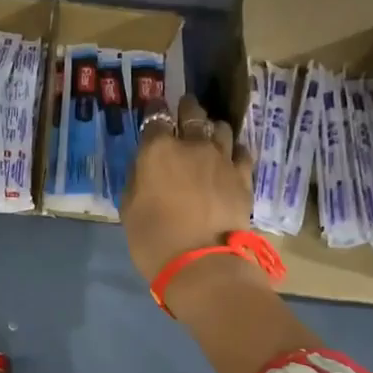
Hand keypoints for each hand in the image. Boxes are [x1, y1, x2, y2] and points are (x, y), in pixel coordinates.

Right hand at [120, 94, 256, 283]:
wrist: (200, 264)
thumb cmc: (153, 240)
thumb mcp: (129, 210)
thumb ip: (137, 180)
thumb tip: (144, 167)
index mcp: (158, 151)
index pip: (155, 118)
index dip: (154, 112)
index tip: (154, 111)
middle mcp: (192, 145)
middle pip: (192, 113)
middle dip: (187, 108)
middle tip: (185, 109)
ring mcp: (222, 159)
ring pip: (220, 128)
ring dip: (212, 128)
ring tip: (209, 134)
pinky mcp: (243, 176)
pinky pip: (241, 152)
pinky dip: (234, 150)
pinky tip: (230, 157)